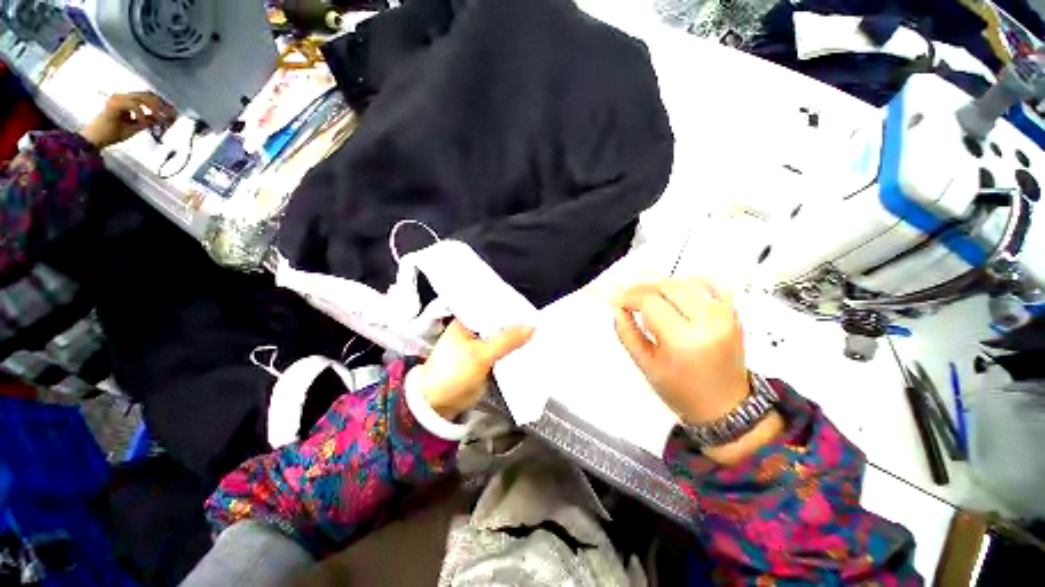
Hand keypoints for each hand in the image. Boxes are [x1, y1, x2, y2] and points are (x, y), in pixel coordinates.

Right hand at [79, 92, 175, 148]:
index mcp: (128, 101)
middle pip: (148, 95)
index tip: (175, 113)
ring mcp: (118, 99)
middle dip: (163, 106)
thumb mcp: (136, 127)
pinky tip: (143, 122)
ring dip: (155, 108)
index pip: (149, 97)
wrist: (95, 139)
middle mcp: (123, 97)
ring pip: (142, 98)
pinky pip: (133, 105)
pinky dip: (141, 113)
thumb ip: (147, 121)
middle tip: (172, 116)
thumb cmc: (113, 134)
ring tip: (161, 119)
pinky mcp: (113, 104)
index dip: (163, 104)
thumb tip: (161, 118)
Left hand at [411, 320, 533, 419]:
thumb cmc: (453, 373)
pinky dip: (513, 352)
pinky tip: (528, 349)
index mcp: (466, 321)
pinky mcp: (484, 362)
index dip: (511, 308)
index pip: (493, 308)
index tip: (531, 309)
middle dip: (517, 324)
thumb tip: (532, 327)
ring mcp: (479, 347)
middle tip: (539, 322)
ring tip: (538, 333)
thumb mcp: (481, 354)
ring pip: (502, 339)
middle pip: (499, 324)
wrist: (437, 405)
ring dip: (516, 339)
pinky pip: (502, 352)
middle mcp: (473, 331)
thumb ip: (507, 340)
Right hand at [612, 277, 749, 424]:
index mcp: (683, 340)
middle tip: (628, 298)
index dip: (627, 296)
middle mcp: (707, 323)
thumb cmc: (684, 391)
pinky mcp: (733, 313)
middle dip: (641, 288)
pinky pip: (713, 283)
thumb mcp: (646, 364)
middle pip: (666, 286)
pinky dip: (691, 280)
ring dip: (661, 285)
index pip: (649, 301)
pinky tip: (678, 289)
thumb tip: (617, 309)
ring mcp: (724, 315)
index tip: (616, 300)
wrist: (725, 405)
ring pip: (685, 281)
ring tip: (648, 297)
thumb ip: (627, 333)